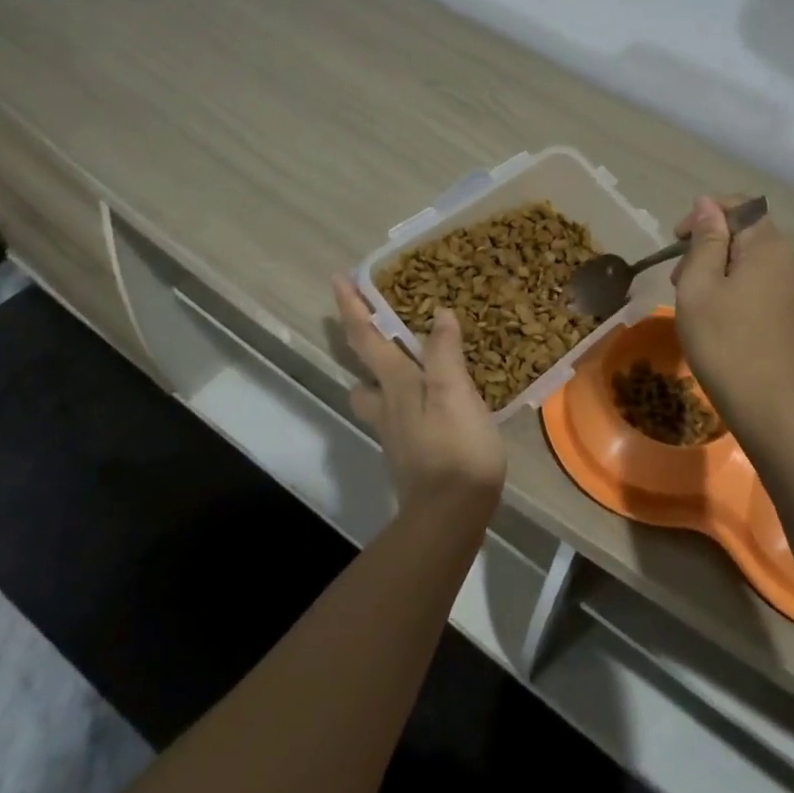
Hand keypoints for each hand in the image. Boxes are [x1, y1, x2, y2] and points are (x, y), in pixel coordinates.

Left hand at [332, 275, 506, 518]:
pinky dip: (405, 395)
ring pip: (376, 394)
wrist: (450, 514)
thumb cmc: (455, 447)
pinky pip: (400, 412)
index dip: (352, 307)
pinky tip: (430, 398)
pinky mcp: (411, 451)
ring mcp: (397, 431)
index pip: (366, 338)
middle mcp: (388, 405)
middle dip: (358, 341)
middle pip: (362, 369)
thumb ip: (444, 352)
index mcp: (396, 385)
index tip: (338, 278)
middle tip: (366, 319)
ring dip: (377, 373)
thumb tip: (438, 313)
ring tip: (400, 358)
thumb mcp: (455, 392)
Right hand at [671, 195, 793, 419]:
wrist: (767, 405)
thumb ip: (705, 239)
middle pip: (747, 230)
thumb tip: (707, 204)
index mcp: (771, 246)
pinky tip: (721, 308)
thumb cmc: (723, 342)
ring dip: (722, 264)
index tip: (677, 241)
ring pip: (755, 255)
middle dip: (710, 243)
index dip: (704, 215)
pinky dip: (741, 281)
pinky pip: (766, 277)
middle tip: (680, 276)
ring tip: (696, 295)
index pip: (739, 205)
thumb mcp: (699, 285)